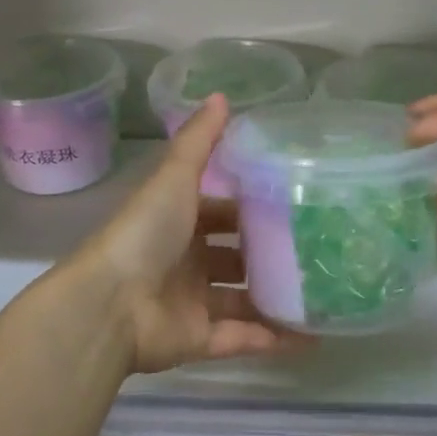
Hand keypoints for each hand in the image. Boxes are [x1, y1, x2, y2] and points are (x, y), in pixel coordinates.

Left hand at [75, 95, 305, 373]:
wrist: (110, 304)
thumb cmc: (145, 233)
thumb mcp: (174, 177)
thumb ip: (199, 141)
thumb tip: (222, 95)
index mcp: (178, 222)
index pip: (221, 211)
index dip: (252, 207)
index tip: (296, 203)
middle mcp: (186, 261)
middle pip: (234, 256)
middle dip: (269, 255)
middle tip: (319, 249)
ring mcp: (192, 303)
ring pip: (243, 299)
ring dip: (277, 298)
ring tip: (326, 293)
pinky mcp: (199, 340)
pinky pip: (244, 339)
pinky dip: (275, 340)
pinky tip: (315, 336)